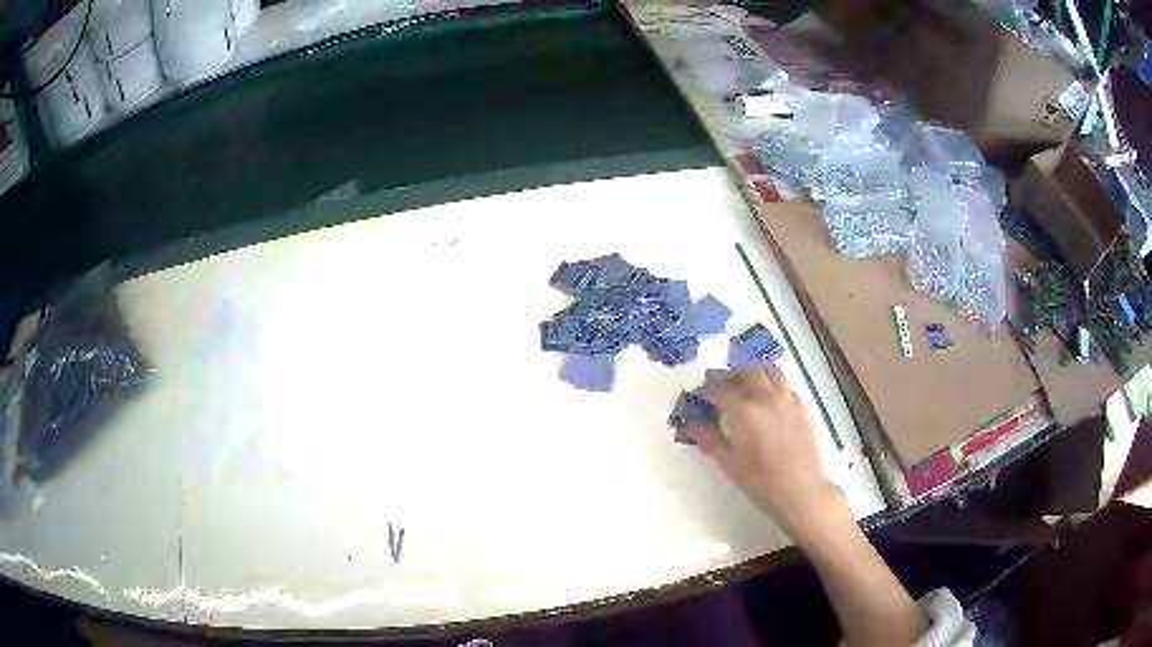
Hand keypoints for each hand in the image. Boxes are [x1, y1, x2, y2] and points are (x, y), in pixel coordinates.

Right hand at [681, 366, 838, 531]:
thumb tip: (689, 425)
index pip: (719, 389)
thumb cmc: (760, 480)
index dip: (706, 390)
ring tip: (746, 385)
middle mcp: (766, 397)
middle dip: (730, 376)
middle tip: (721, 387)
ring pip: (770, 371)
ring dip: (754, 373)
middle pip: (747, 371)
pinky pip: (786, 384)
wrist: (800, 489)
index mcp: (744, 410)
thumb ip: (708, 439)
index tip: (698, 397)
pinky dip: (773, 384)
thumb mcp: (728, 463)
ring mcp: (787, 399)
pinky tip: (769, 400)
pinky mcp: (802, 407)